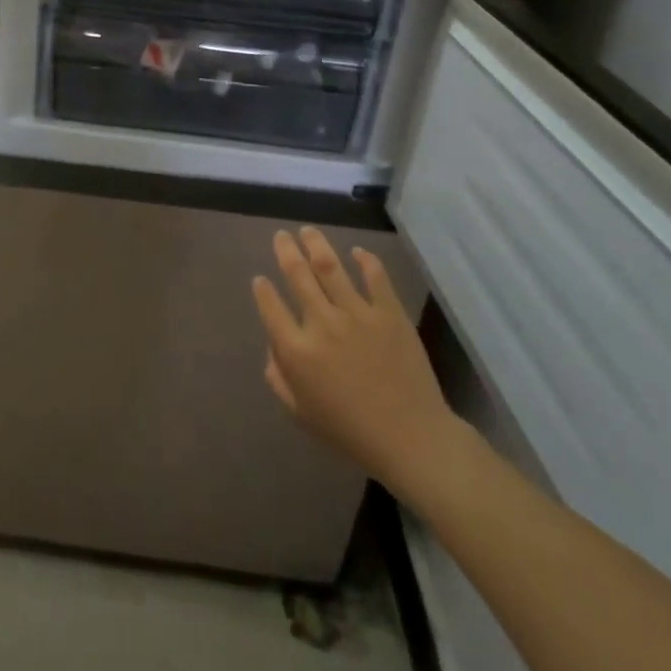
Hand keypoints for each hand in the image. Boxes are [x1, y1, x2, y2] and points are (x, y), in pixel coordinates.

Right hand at [251, 227, 465, 499]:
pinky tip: (356, 252)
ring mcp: (357, 314)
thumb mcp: (300, 412)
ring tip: (307, 231)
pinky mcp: (389, 312)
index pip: (270, 306)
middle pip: (297, 275)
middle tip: (281, 236)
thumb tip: (274, 346)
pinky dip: (364, 260)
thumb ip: (278, 377)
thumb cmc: (350, 431)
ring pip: (330, 266)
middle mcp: (321, 323)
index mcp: (296, 350)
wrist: (411, 438)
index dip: (262, 289)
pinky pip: (375, 276)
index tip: (260, 279)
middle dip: (285, 251)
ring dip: (315, 244)